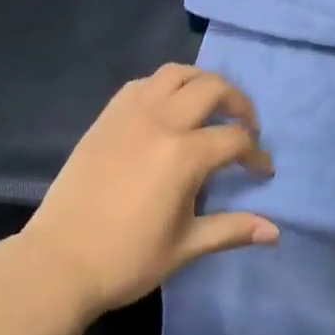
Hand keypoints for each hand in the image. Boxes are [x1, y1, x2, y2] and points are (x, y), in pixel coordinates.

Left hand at [21, 64, 278, 316]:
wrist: (59, 261)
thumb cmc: (126, 259)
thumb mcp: (185, 247)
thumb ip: (231, 229)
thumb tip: (274, 232)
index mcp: (184, 155)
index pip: (234, 139)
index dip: (255, 154)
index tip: (262, 171)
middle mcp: (161, 121)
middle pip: (212, 88)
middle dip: (238, 103)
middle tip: (246, 126)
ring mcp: (131, 113)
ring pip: (176, 73)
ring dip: (202, 82)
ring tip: (210, 105)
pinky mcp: (107, 115)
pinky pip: (143, 83)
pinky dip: (164, 86)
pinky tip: (168, 108)